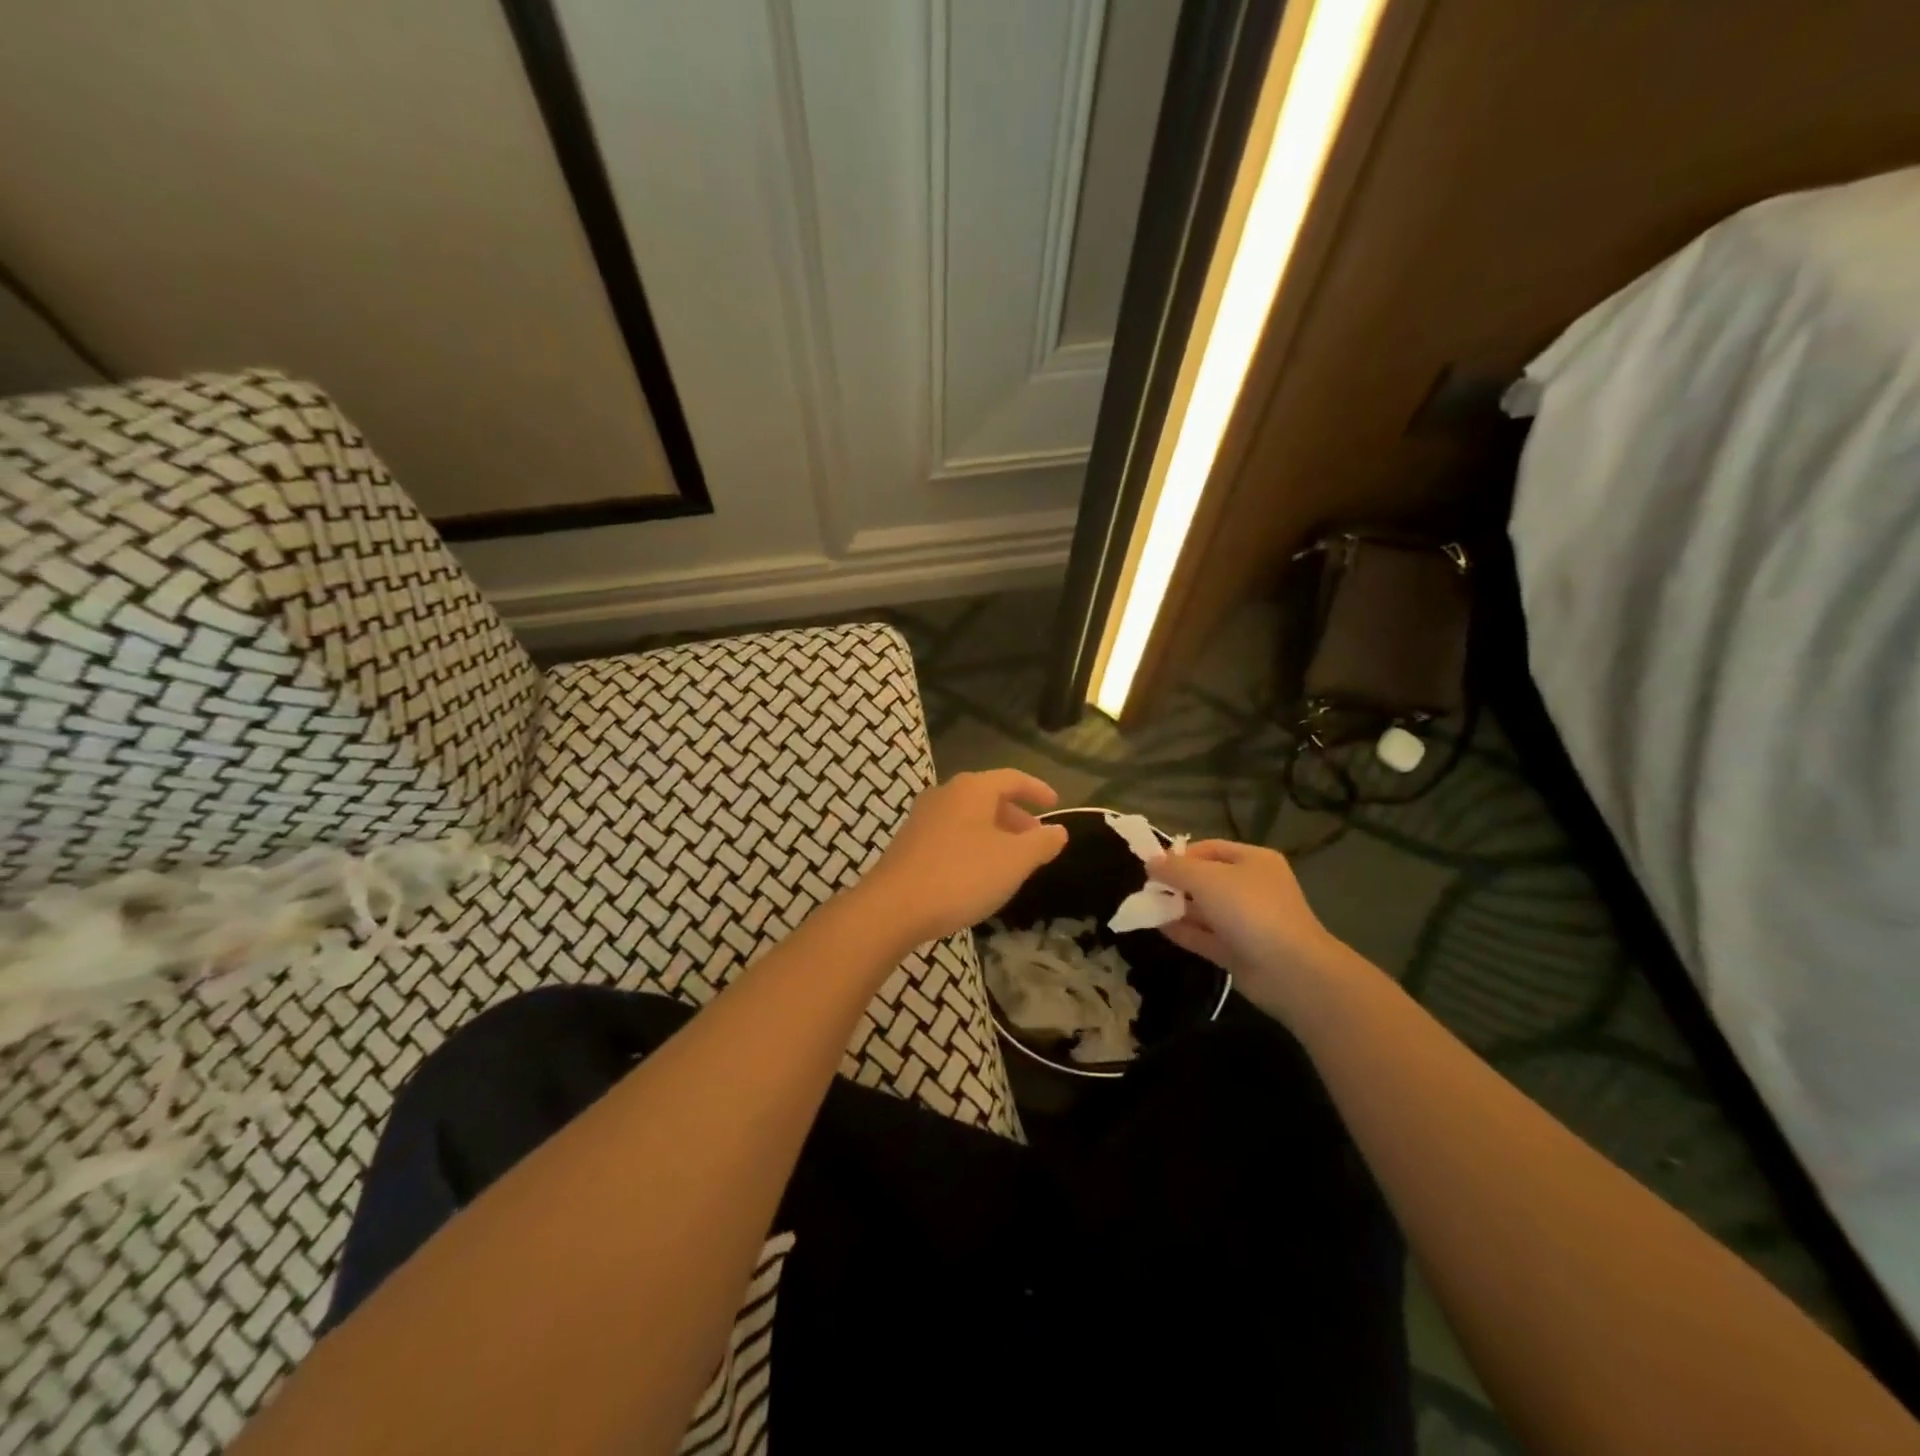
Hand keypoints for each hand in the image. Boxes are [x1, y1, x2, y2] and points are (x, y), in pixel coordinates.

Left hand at [860, 770, 1068, 945]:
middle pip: (988, 797)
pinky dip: (972, 845)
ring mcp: (922, 818)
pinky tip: (977, 873)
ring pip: (969, 817)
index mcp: (972, 789)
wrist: (893, 907)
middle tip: (1035, 839)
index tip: (1055, 804)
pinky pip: (951, 834)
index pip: (1012, 778)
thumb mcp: (1014, 861)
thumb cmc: (961, 876)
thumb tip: (1058, 831)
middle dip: (1015, 817)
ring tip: (1010, 860)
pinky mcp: (908, 843)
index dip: (1037, 790)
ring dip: (994, 833)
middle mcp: (945, 794)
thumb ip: (1041, 843)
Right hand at [1147, 840, 1353, 1024]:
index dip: (1180, 854)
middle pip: (1206, 879)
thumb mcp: (1207, 879)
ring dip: (1177, 908)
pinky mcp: (1238, 951)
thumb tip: (1150, 863)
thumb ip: (1175, 869)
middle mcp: (1251, 888)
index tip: (1153, 866)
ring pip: (1205, 910)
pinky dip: (1184, 931)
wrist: (1290, 970)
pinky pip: (1205, 936)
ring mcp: (1246, 922)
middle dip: (1176, 883)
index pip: (1209, 849)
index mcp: (1253, 861)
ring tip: (1145, 907)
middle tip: (1147, 889)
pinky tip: (1158, 927)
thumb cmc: (1250, 909)